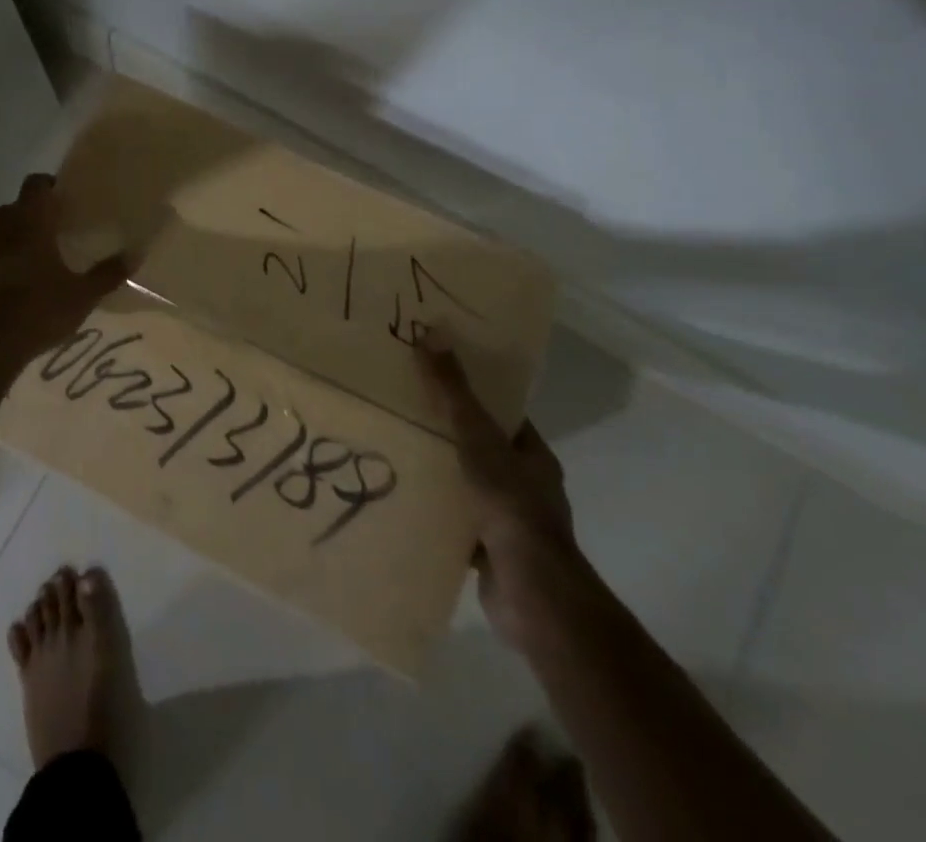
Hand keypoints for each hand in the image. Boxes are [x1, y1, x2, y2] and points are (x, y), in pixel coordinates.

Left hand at [0, 174, 127, 377]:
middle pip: (13, 208)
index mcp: (29, 221)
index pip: (37, 184)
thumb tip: (135, 253)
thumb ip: (107, 274)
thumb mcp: (80, 298)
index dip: (50, 188)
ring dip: (3, 242)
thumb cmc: (34, 313)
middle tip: (48, 241)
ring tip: (20, 268)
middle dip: (29, 219)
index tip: (63, 204)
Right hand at [418, 340, 588, 652]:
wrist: (532, 595)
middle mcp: (525, 485)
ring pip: (467, 485)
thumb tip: (432, 331)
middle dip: (446, 432)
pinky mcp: (489, 552)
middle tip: (400, 407)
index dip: (472, 392)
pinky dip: (433, 510)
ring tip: (393, 449)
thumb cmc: (510, 505)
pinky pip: (455, 520)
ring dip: (438, 472)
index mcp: (533, 456)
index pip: (502, 413)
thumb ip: (453, 391)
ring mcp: (509, 521)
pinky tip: (401, 498)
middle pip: (481, 447)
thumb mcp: (477, 438)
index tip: (434, 373)